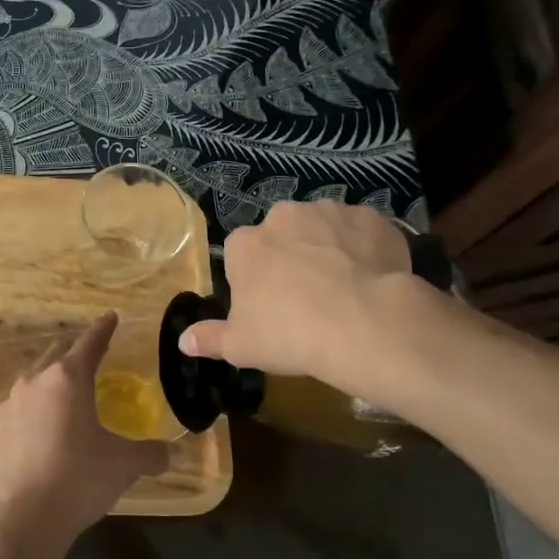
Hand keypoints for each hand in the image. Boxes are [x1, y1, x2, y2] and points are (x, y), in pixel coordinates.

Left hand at [0, 312, 168, 555]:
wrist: (23, 519)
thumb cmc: (79, 480)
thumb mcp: (123, 465)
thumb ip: (151, 454)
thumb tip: (175, 454)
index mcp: (68, 379)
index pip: (89, 343)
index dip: (103, 329)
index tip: (111, 317)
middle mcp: (35, 382)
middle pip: (57, 355)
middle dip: (75, 352)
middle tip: (91, 356)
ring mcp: (9, 406)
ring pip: (33, 380)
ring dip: (50, 381)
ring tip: (65, 396)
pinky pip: (18, 410)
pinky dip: (33, 411)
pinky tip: (40, 431)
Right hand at [178, 200, 432, 404]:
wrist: (364, 325)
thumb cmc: (290, 334)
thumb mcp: (241, 346)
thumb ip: (210, 339)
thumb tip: (184, 341)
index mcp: (245, 243)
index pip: (242, 254)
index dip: (256, 278)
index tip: (270, 304)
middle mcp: (283, 216)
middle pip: (282, 234)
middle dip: (293, 256)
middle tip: (308, 296)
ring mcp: (329, 211)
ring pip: (323, 228)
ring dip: (329, 248)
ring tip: (345, 288)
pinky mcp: (370, 217)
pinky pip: (362, 231)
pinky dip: (365, 248)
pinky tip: (374, 278)